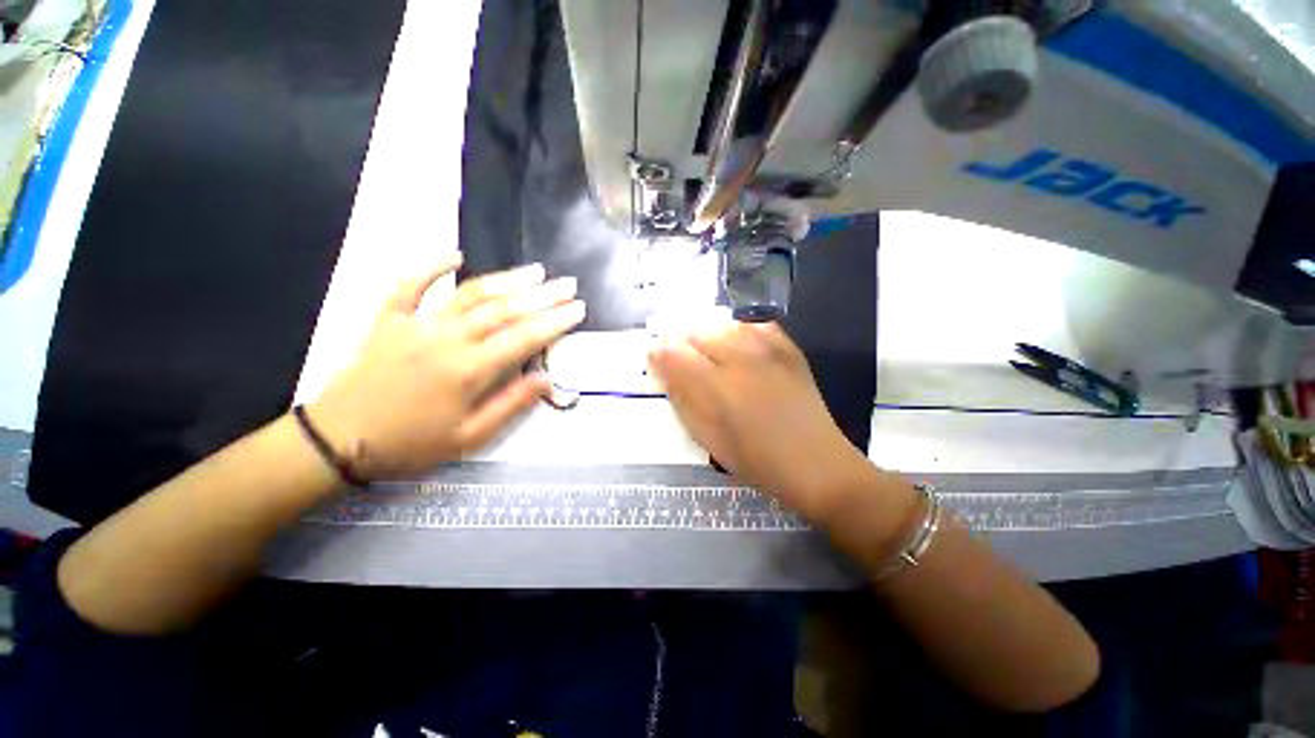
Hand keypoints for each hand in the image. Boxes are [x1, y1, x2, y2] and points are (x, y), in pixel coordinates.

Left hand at [309, 255, 584, 479]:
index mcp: (470, 370)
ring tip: (535, 270)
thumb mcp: (469, 437)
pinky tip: (454, 254)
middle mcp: (448, 339)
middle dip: (542, 295)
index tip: (578, 308)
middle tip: (568, 284)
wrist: (338, 440)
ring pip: (470, 294)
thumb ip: (510, 405)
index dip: (555, 321)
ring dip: (506, 280)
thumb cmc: (410, 443)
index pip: (525, 338)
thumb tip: (545, 379)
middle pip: (504, 310)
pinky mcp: (389, 320)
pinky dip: (431, 266)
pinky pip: (409, 285)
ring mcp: (416, 325)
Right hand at [648, 321, 877, 520]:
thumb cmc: (755, 459)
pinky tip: (740, 350)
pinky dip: (740, 333)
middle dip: (683, 343)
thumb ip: (682, 398)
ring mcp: (768, 349)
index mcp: (716, 387)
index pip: (674, 354)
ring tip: (711, 356)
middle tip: (685, 362)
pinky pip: (754, 325)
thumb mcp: (707, 437)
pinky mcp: (788, 347)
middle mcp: (740, 358)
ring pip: (723, 324)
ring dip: (710, 337)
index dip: (659, 353)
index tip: (655, 359)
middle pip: (697, 332)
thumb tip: (662, 367)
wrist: (815, 462)